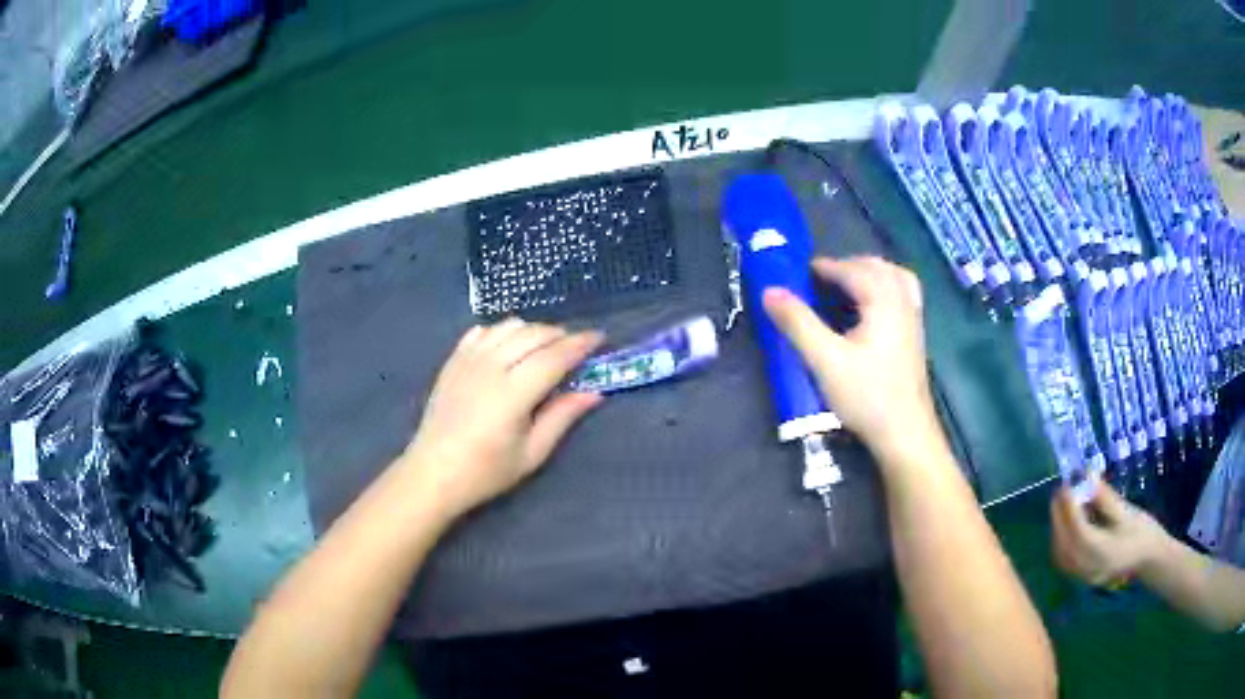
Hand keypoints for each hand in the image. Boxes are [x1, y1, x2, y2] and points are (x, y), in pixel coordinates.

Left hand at [401, 319, 603, 519]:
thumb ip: (562, 417)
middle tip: (576, 348)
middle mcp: (490, 367)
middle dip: (561, 335)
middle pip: (534, 334)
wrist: (433, 473)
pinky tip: (509, 347)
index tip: (600, 338)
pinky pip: (482, 331)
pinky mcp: (453, 361)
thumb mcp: (532, 453)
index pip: (555, 356)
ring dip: (533, 330)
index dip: (580, 344)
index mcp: (513, 393)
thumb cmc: (486, 471)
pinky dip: (503, 331)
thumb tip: (594, 393)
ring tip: (545, 347)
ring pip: (508, 326)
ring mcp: (468, 360)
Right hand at [762, 256, 935, 456]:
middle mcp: (902, 302)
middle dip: (846, 266)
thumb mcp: (825, 360)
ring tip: (845, 287)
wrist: (905, 433)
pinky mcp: (915, 337)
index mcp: (883, 300)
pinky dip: (883, 289)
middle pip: (876, 267)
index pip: (851, 270)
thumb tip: (769, 291)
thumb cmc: (867, 396)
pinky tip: (869, 310)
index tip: (798, 274)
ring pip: (893, 278)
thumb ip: (797, 323)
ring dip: (868, 274)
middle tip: (818, 281)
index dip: (823, 268)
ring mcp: (913, 319)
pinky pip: (901, 295)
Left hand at [1050, 479, 1167, 585]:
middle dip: (1059, 516)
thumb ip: (1105, 498)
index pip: (1078, 530)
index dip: (1069, 507)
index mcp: (1103, 552)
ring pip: (1061, 554)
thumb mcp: (1126, 511)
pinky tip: (1067, 523)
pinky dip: (1062, 541)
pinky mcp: (1083, 578)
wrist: (1149, 559)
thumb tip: (1087, 475)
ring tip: (1063, 503)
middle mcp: (1089, 568)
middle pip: (1065, 544)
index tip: (1066, 484)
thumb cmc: (1142, 532)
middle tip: (1061, 490)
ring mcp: (1084, 577)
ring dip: (1058, 528)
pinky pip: (1065, 561)